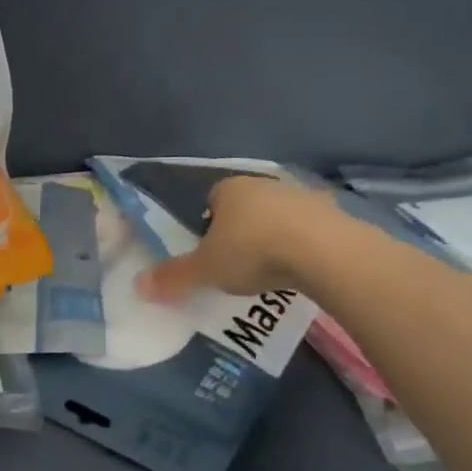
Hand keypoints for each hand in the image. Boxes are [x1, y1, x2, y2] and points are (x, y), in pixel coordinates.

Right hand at [137, 172, 351, 300]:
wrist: (325, 252)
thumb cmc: (253, 251)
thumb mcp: (206, 269)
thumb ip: (174, 276)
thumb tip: (137, 286)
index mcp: (228, 189)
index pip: (211, 200)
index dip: (208, 225)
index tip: (211, 252)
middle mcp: (264, 184)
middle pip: (245, 206)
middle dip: (241, 230)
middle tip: (238, 263)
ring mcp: (302, 196)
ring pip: (278, 216)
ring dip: (274, 236)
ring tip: (272, 269)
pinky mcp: (333, 214)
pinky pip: (309, 229)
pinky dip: (303, 245)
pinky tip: (301, 268)